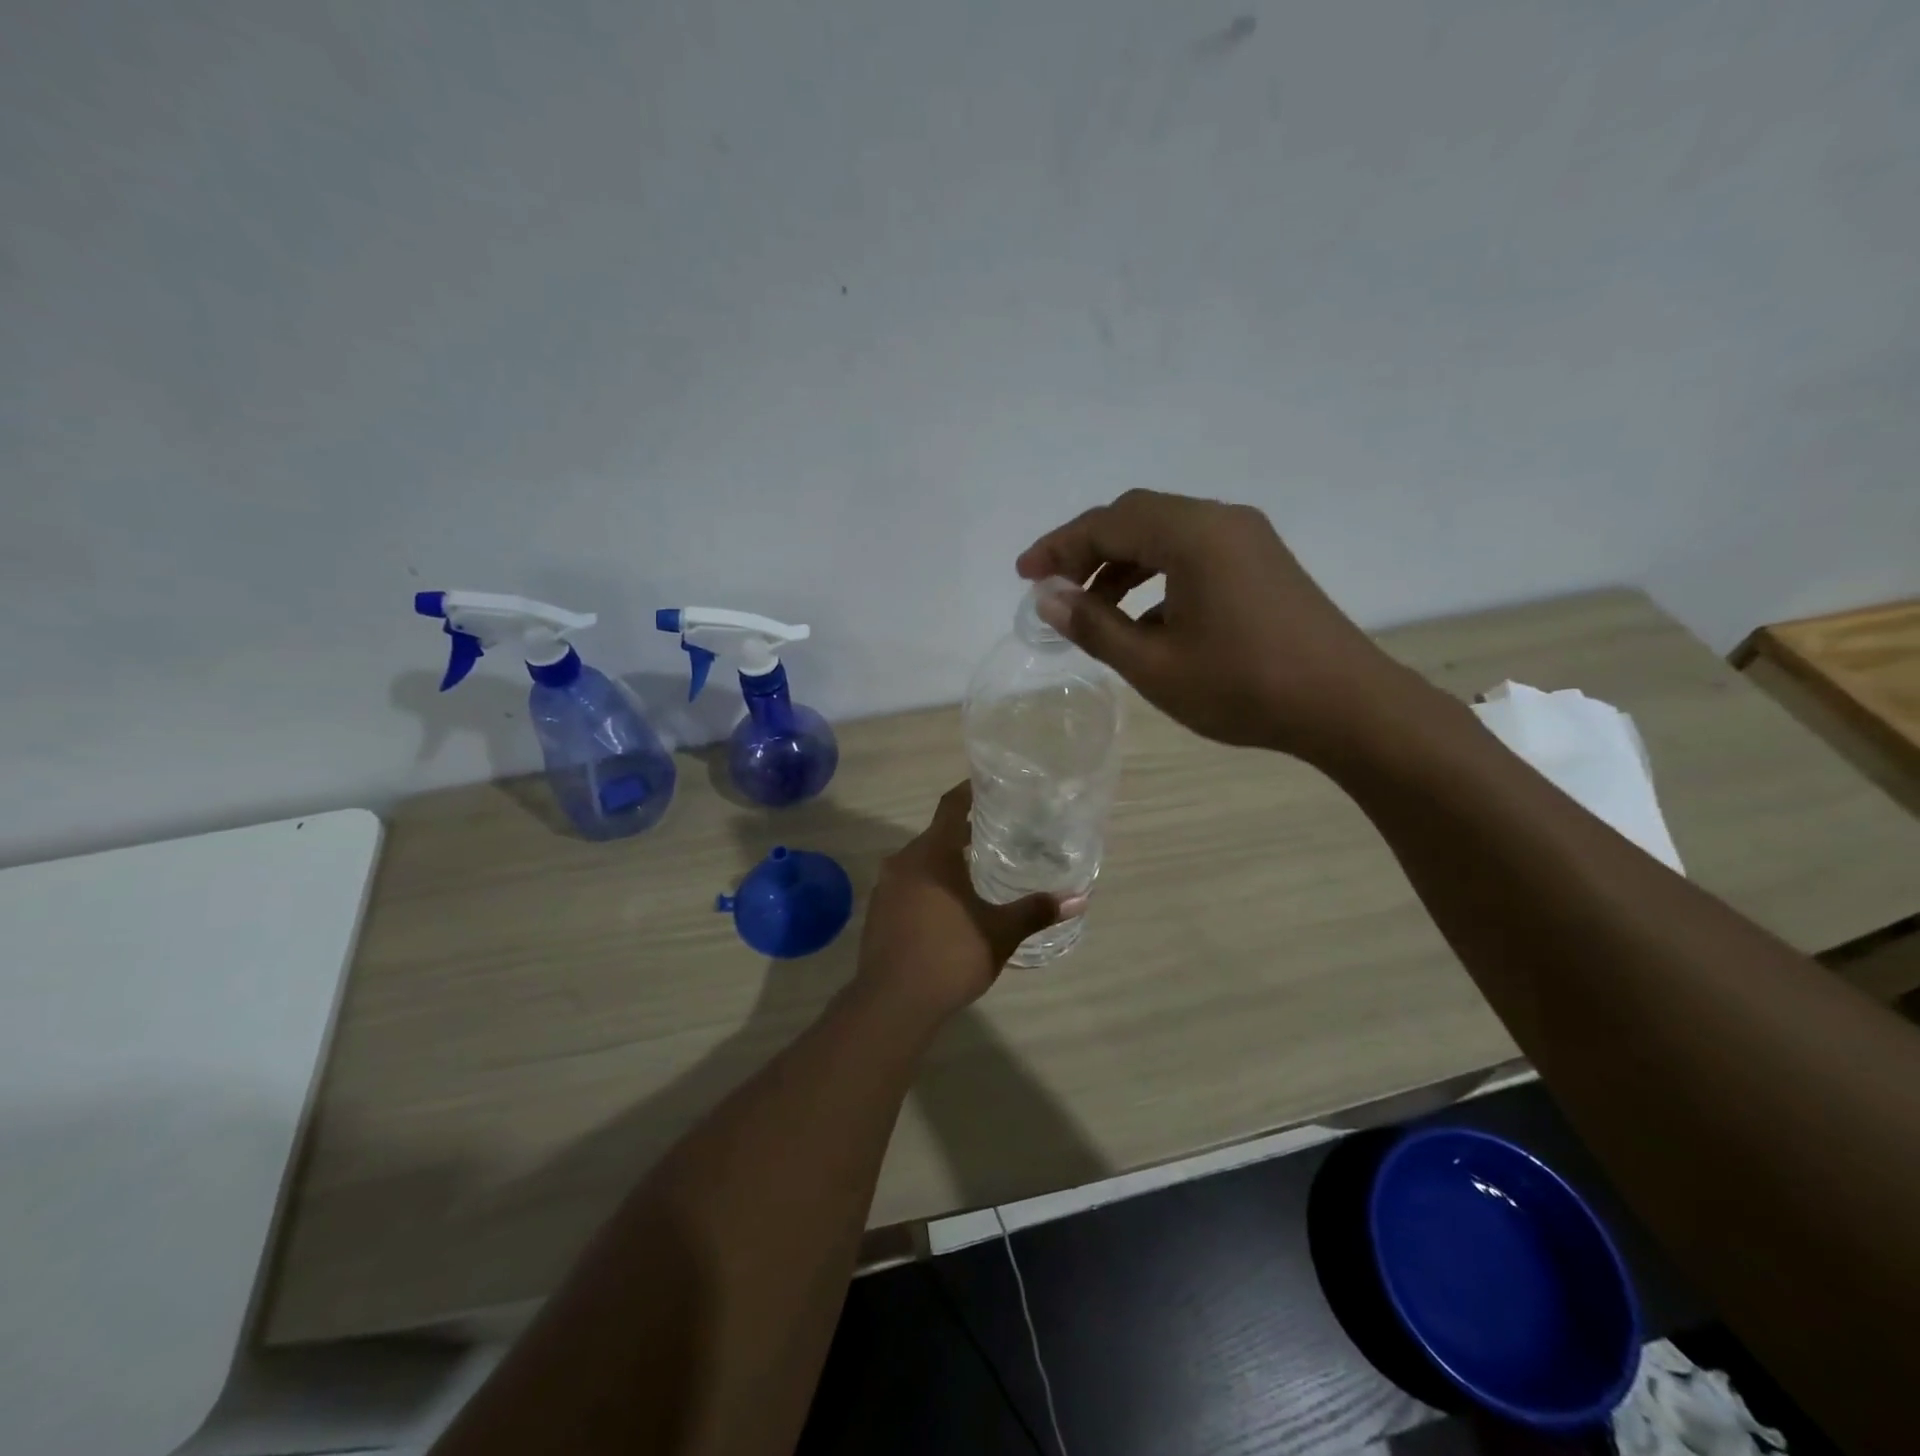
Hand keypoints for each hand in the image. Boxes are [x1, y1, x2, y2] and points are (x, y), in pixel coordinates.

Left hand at [856, 783, 1081, 1023]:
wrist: (891, 1002)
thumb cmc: (949, 956)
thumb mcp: (999, 933)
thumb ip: (1035, 911)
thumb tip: (1078, 899)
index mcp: (931, 854)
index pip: (950, 807)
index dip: (968, 792)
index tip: (988, 785)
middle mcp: (903, 862)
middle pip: (936, 835)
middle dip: (963, 832)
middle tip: (997, 832)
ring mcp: (886, 887)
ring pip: (920, 862)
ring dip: (945, 861)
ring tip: (977, 869)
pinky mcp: (878, 912)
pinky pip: (908, 884)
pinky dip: (929, 884)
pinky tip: (949, 904)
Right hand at [1017, 489, 1424, 762]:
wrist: (1345, 705)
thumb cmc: (1243, 686)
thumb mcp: (1154, 664)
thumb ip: (1095, 625)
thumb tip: (1048, 597)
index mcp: (1192, 535)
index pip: (1108, 523)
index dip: (1058, 547)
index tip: (1024, 574)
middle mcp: (1220, 521)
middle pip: (1136, 518)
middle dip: (1087, 549)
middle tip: (1053, 588)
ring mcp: (1247, 539)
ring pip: (1165, 534)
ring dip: (1122, 562)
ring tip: (1092, 607)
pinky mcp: (1263, 562)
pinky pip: (1194, 552)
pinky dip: (1156, 573)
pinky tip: (1145, 617)